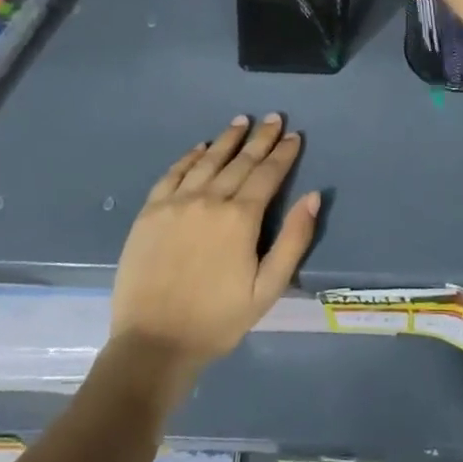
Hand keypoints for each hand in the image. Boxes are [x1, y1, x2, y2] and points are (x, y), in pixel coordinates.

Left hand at [109, 114, 318, 394]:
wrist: (153, 343)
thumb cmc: (218, 320)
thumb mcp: (267, 288)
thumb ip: (293, 240)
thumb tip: (312, 196)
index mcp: (240, 218)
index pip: (268, 174)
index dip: (283, 153)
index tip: (294, 135)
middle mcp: (209, 200)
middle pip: (240, 161)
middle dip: (260, 138)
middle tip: (274, 118)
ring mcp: (176, 203)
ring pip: (207, 161)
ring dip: (227, 139)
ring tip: (241, 121)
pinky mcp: (150, 212)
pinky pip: (173, 173)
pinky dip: (189, 156)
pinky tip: (200, 147)